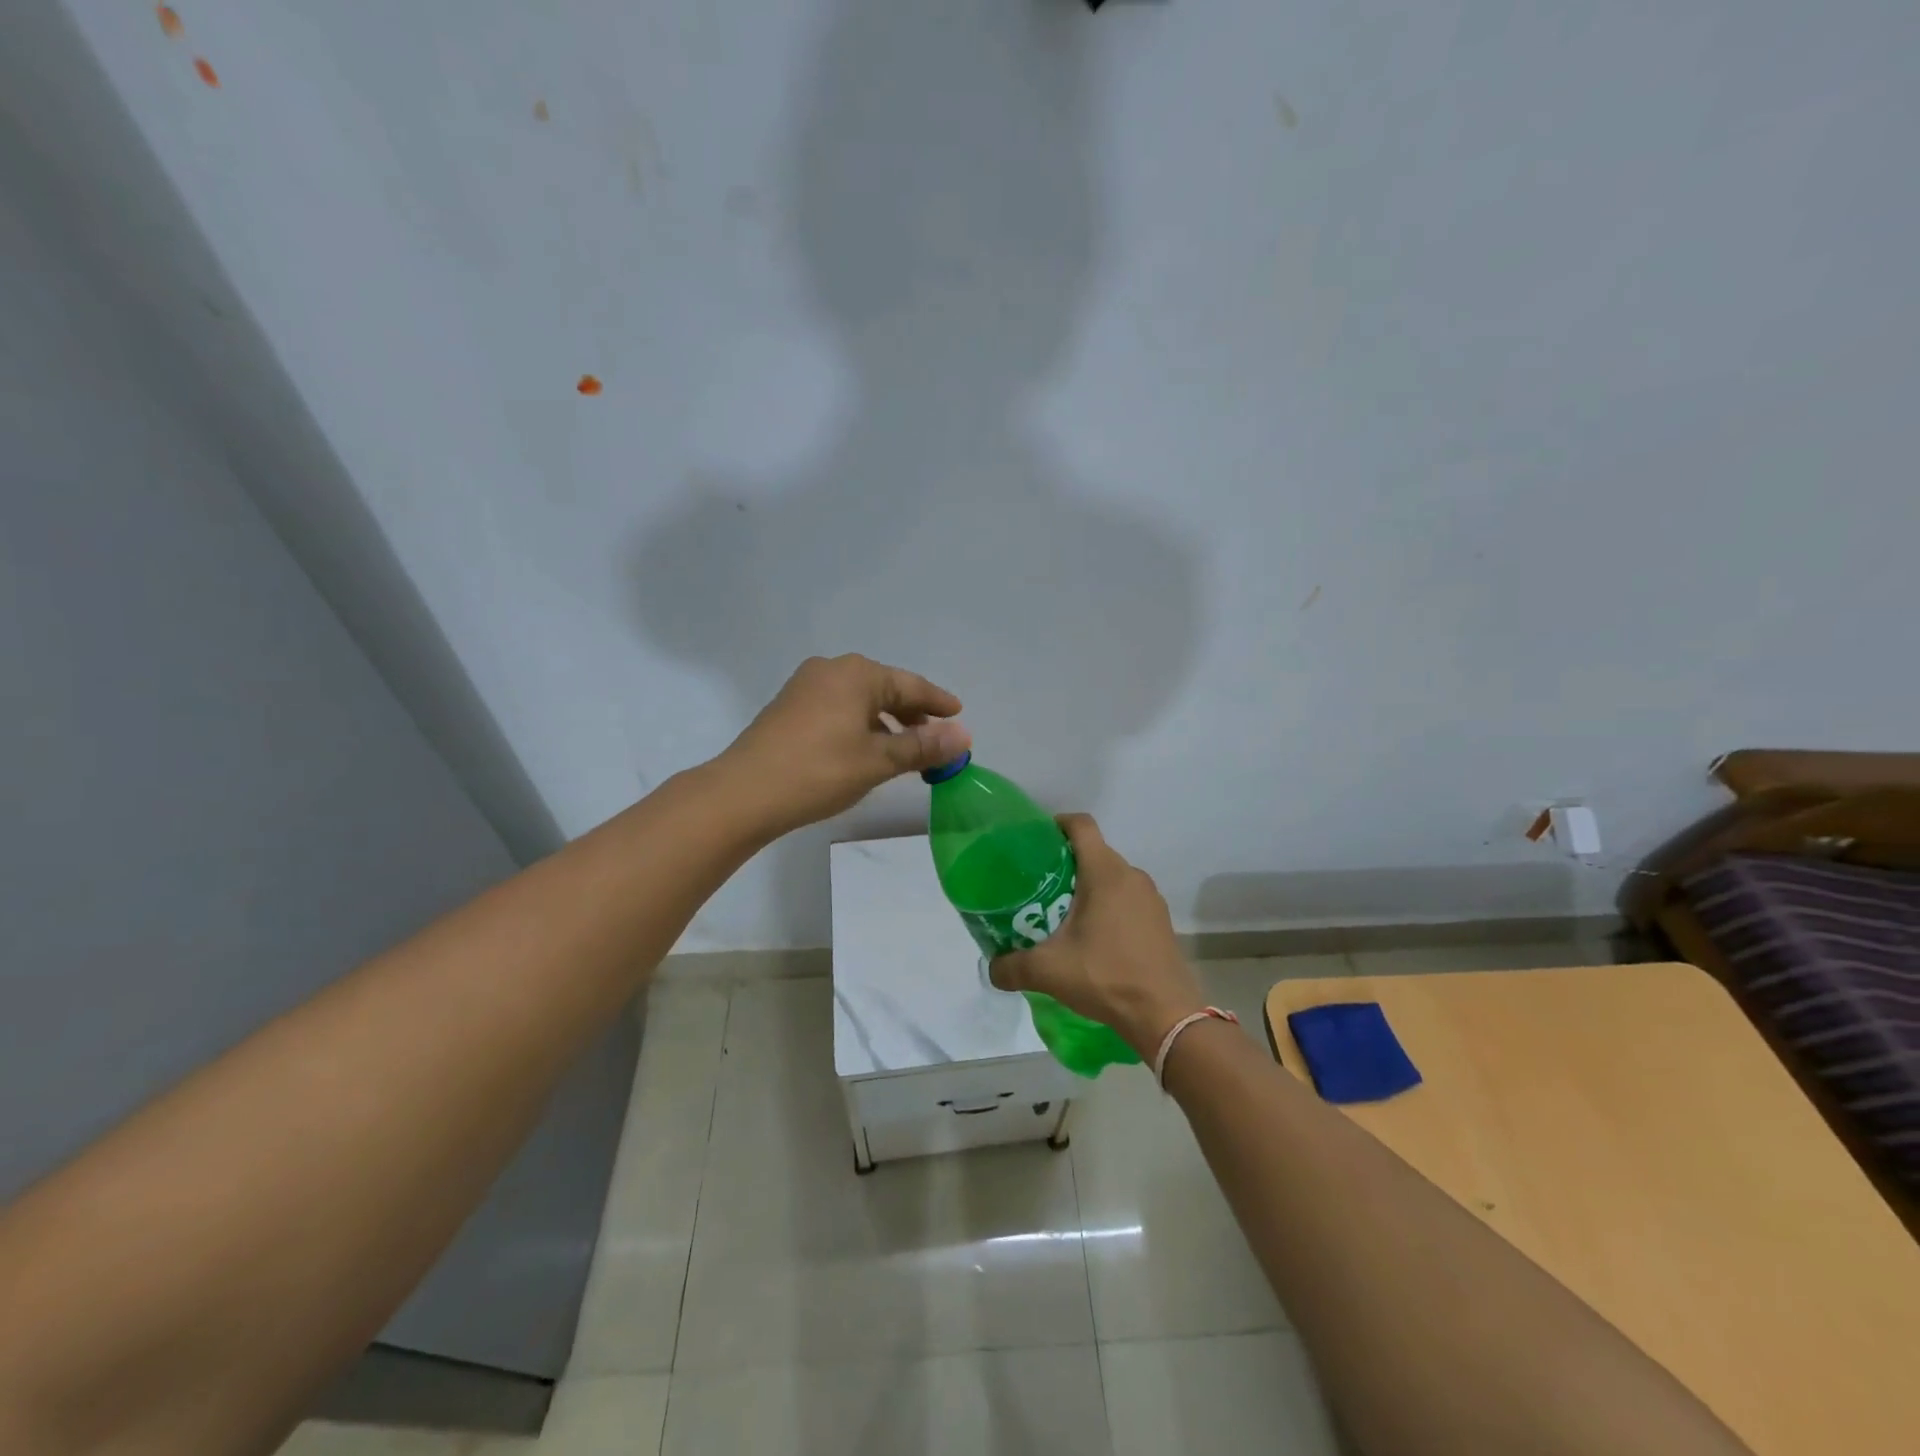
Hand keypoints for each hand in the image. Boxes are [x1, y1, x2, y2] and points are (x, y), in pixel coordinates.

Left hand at [718, 654, 970, 833]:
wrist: (744, 793)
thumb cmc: (819, 771)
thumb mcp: (878, 760)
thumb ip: (923, 746)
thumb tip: (963, 735)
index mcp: (857, 674)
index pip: (910, 685)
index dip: (937, 702)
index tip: (959, 714)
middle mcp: (831, 670)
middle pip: (885, 688)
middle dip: (913, 713)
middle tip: (936, 737)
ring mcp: (805, 687)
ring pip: (860, 700)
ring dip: (887, 722)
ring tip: (905, 749)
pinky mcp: (790, 707)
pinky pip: (839, 709)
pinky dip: (861, 725)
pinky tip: (867, 749)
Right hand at [989, 814, 1205, 1059]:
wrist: (1166, 1015)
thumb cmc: (1106, 977)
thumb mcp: (1048, 971)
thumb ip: (1011, 966)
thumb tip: (990, 968)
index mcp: (1105, 872)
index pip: (1081, 825)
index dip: (1056, 823)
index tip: (1034, 841)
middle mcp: (1131, 875)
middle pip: (1093, 852)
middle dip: (1064, 863)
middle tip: (1036, 886)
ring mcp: (1150, 898)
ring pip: (1111, 877)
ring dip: (1087, 887)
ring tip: (1060, 913)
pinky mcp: (1159, 920)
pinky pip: (1127, 898)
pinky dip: (1107, 906)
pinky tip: (1092, 937)